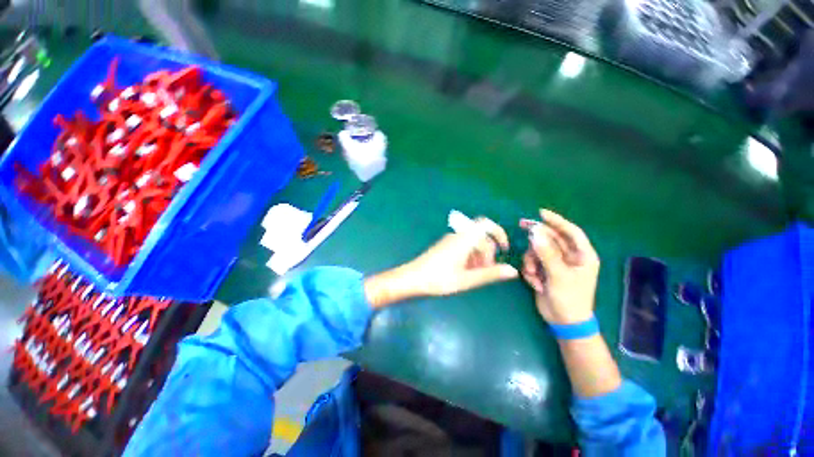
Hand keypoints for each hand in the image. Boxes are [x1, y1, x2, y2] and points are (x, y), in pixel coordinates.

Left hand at [365, 217, 517, 306]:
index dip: (499, 233)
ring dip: (478, 257)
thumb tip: (513, 271)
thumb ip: (489, 274)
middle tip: (485, 272)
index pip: (486, 224)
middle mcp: (457, 236)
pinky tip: (465, 271)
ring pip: (472, 244)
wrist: (412, 278)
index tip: (505, 249)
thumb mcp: (466, 279)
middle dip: (488, 253)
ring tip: (474, 275)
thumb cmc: (439, 279)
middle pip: (480, 238)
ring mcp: (450, 241)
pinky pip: (463, 247)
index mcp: (464, 239)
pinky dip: (469, 257)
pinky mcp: (445, 246)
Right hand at [520, 209, 598, 323]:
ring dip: (531, 261)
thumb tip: (535, 233)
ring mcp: (556, 264)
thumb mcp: (559, 275)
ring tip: (533, 274)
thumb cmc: (569, 299)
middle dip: (537, 240)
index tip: (541, 213)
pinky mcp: (545, 271)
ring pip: (538, 251)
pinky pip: (533, 262)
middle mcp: (569, 257)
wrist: (563, 321)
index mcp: (582, 255)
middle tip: (521, 226)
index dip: (557, 221)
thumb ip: (547, 253)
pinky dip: (530, 271)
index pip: (571, 232)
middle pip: (551, 239)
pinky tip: (535, 283)